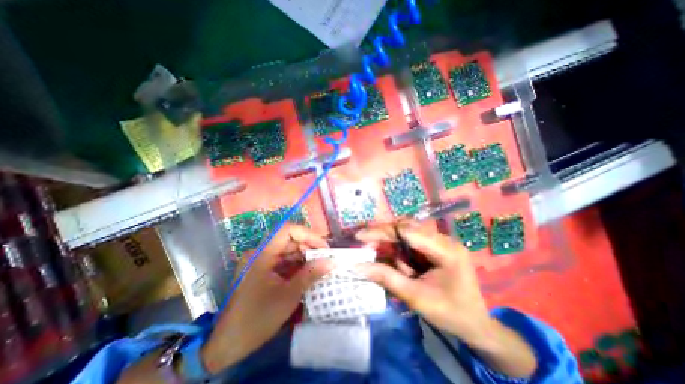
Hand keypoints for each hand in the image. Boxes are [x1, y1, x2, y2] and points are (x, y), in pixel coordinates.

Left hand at [202, 225, 334, 371]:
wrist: (228, 345)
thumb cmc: (257, 318)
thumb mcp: (288, 295)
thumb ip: (311, 274)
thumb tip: (332, 261)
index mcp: (262, 254)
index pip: (287, 231)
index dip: (308, 235)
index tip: (323, 247)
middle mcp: (260, 253)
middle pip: (289, 240)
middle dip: (309, 247)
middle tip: (325, 259)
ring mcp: (261, 262)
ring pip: (288, 251)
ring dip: (304, 257)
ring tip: (320, 267)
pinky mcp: (263, 271)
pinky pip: (284, 261)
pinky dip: (297, 265)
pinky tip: (308, 273)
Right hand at [357, 222, 537, 377]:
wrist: (476, 324)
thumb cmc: (450, 313)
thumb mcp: (415, 297)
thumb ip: (387, 278)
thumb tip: (358, 266)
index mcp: (446, 250)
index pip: (408, 231)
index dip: (381, 232)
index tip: (360, 236)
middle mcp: (444, 239)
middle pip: (406, 227)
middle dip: (383, 233)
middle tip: (362, 239)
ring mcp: (441, 241)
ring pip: (407, 231)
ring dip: (389, 240)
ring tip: (375, 249)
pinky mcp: (436, 246)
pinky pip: (412, 240)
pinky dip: (398, 247)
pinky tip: (392, 257)